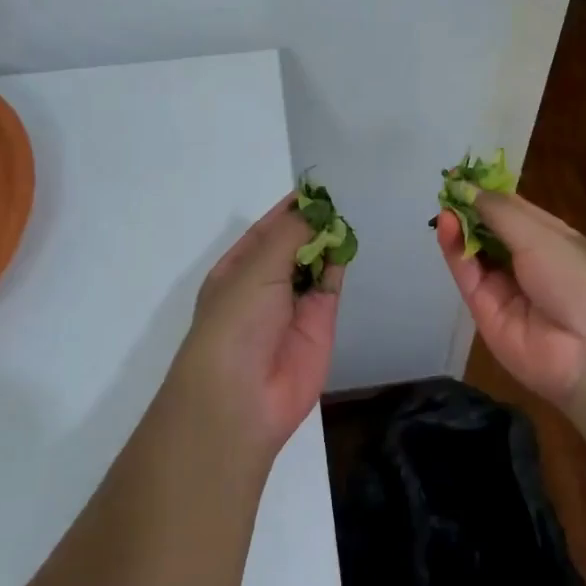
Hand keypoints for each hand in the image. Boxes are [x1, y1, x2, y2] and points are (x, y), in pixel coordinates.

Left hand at [165, 194, 342, 456]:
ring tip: (348, 213)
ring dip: (328, 240)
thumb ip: (289, 236)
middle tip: (340, 197)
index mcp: (237, 269)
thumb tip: (315, 210)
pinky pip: (331, 284)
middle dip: (312, 223)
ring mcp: (294, 304)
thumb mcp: (256, 269)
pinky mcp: (320, 322)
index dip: (289, 209)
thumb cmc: (236, 323)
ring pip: (315, 263)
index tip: (316, 188)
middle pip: (293, 245)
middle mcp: (265, 284)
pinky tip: (349, 240)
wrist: (242, 397)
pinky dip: (339, 263)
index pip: (265, 230)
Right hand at [435, 190, 585, 407]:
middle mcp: (527, 261)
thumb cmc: (577, 277)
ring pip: (475, 252)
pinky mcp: (485, 311)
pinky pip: (467, 276)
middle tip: (445, 188)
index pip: (513, 210)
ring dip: (459, 228)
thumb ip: (499, 211)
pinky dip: (455, 251)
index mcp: (551, 238)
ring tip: (444, 206)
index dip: (488, 192)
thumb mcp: (542, 234)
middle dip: (469, 209)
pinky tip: (446, 226)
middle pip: (490, 230)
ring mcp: (505, 287)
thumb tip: (467, 188)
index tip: (461, 175)